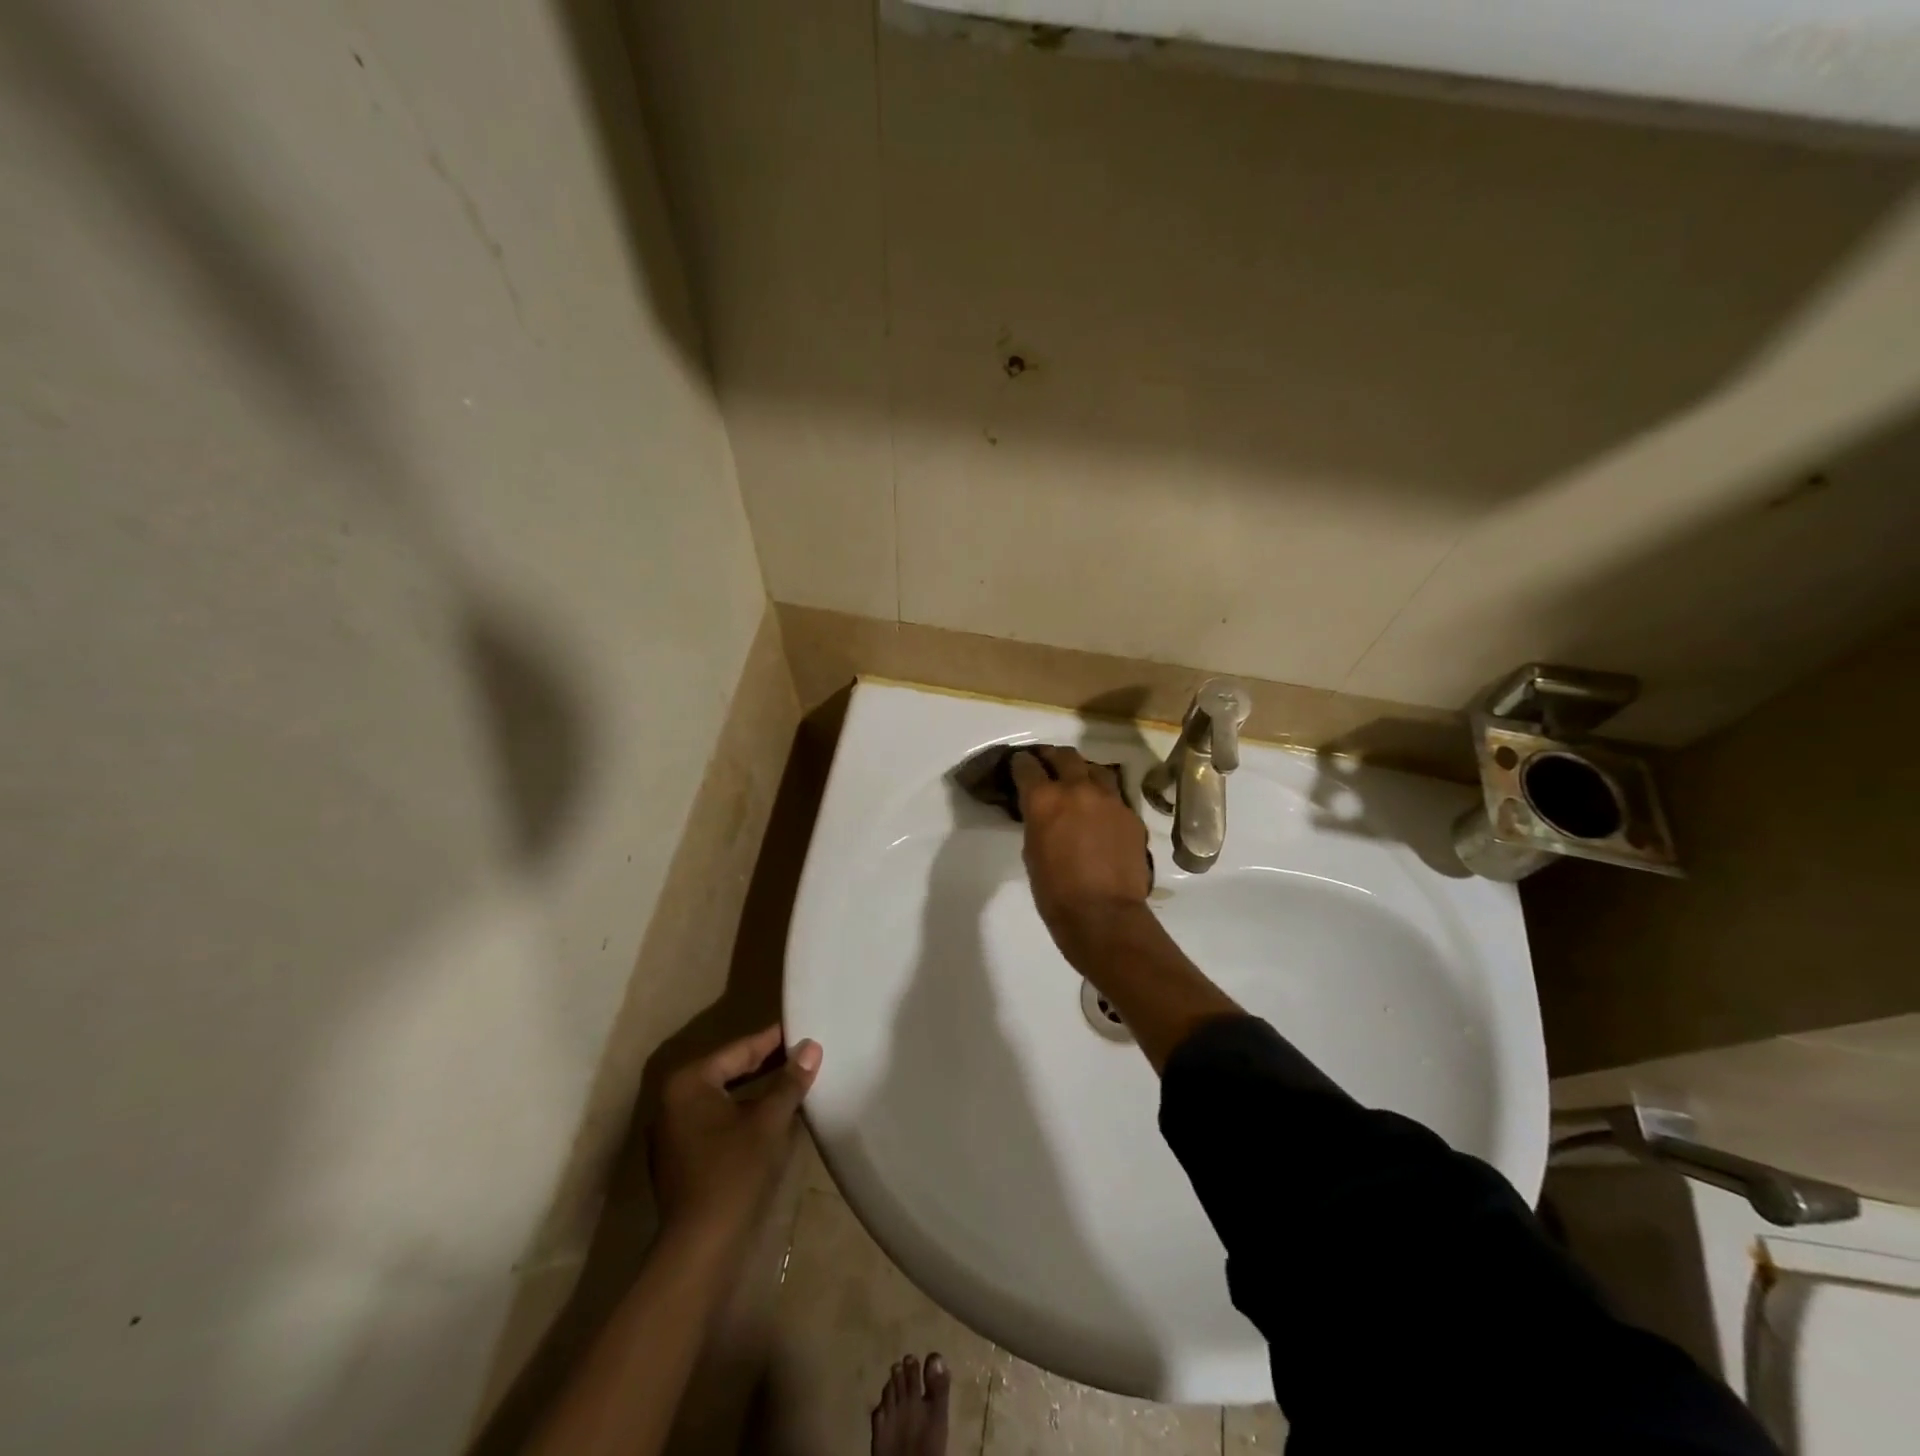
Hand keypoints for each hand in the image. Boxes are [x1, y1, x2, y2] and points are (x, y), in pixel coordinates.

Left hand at [651, 1026, 820, 1250]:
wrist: (700, 1249)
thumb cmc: (735, 1173)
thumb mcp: (769, 1121)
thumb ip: (790, 1081)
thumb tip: (811, 1048)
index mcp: (688, 1083)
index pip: (738, 1050)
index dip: (773, 1039)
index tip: (800, 1027)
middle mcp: (673, 1101)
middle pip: (727, 1070)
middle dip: (765, 1062)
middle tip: (801, 1050)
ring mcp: (672, 1132)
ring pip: (722, 1097)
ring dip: (755, 1089)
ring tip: (791, 1078)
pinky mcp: (680, 1158)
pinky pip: (716, 1120)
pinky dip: (742, 1112)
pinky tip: (769, 1114)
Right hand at [1009, 746, 1150, 948]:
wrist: (1104, 915)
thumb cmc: (1055, 891)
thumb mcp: (1032, 851)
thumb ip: (1037, 821)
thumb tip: (1042, 813)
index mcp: (1044, 799)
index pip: (1027, 766)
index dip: (1020, 764)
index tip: (1018, 765)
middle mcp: (1077, 788)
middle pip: (1064, 756)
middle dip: (1051, 757)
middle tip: (1046, 765)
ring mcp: (1109, 799)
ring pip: (1094, 768)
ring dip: (1082, 771)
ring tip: (1077, 782)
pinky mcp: (1130, 814)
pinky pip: (1114, 795)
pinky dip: (1102, 797)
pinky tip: (1099, 812)